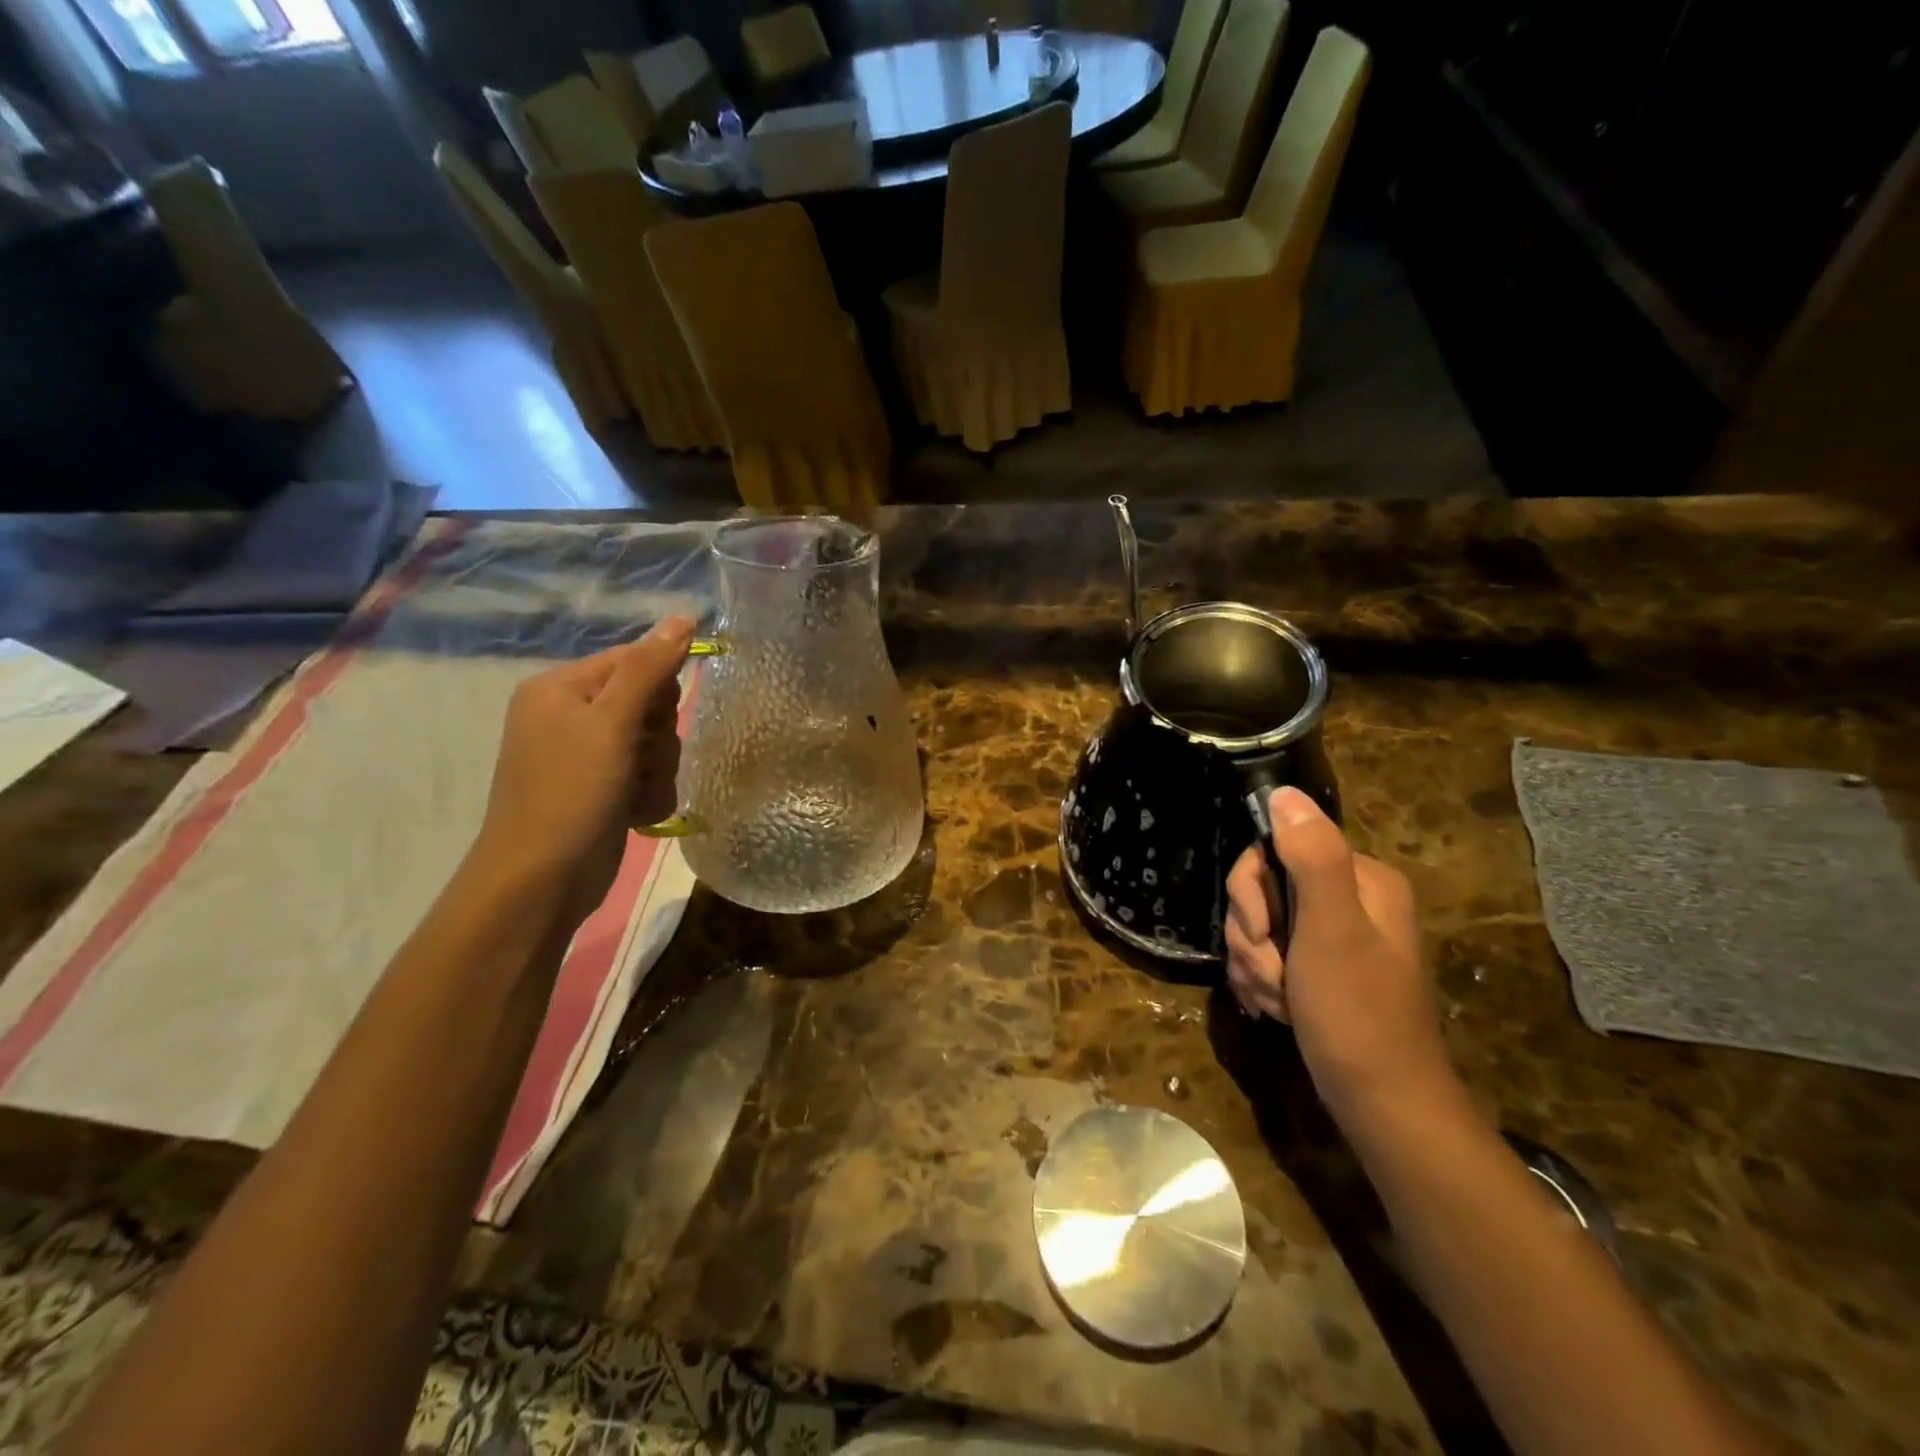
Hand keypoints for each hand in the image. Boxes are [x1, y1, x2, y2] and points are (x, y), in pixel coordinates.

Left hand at [473, 616, 694, 926]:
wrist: (542, 880)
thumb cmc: (570, 793)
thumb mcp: (611, 724)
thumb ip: (649, 668)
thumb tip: (683, 616)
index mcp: (562, 687)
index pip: (635, 661)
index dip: (657, 692)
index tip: (648, 725)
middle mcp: (572, 715)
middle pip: (650, 705)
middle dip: (657, 739)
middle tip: (635, 763)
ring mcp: (588, 755)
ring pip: (656, 744)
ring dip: (656, 772)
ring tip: (631, 796)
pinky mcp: (603, 789)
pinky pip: (649, 776)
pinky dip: (649, 795)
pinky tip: (633, 814)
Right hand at [1224, 787, 1453, 1115]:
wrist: (1380, 1104)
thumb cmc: (1357, 1013)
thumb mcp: (1331, 929)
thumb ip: (1311, 857)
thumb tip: (1284, 792)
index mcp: (1361, 878)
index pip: (1274, 850)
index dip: (1252, 892)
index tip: (1261, 933)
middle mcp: (1348, 899)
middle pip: (1262, 889)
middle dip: (1253, 937)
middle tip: (1275, 974)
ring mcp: (1332, 936)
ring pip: (1258, 926)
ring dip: (1255, 965)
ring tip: (1280, 999)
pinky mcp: (1318, 968)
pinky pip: (1267, 956)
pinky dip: (1262, 982)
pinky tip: (1277, 1009)